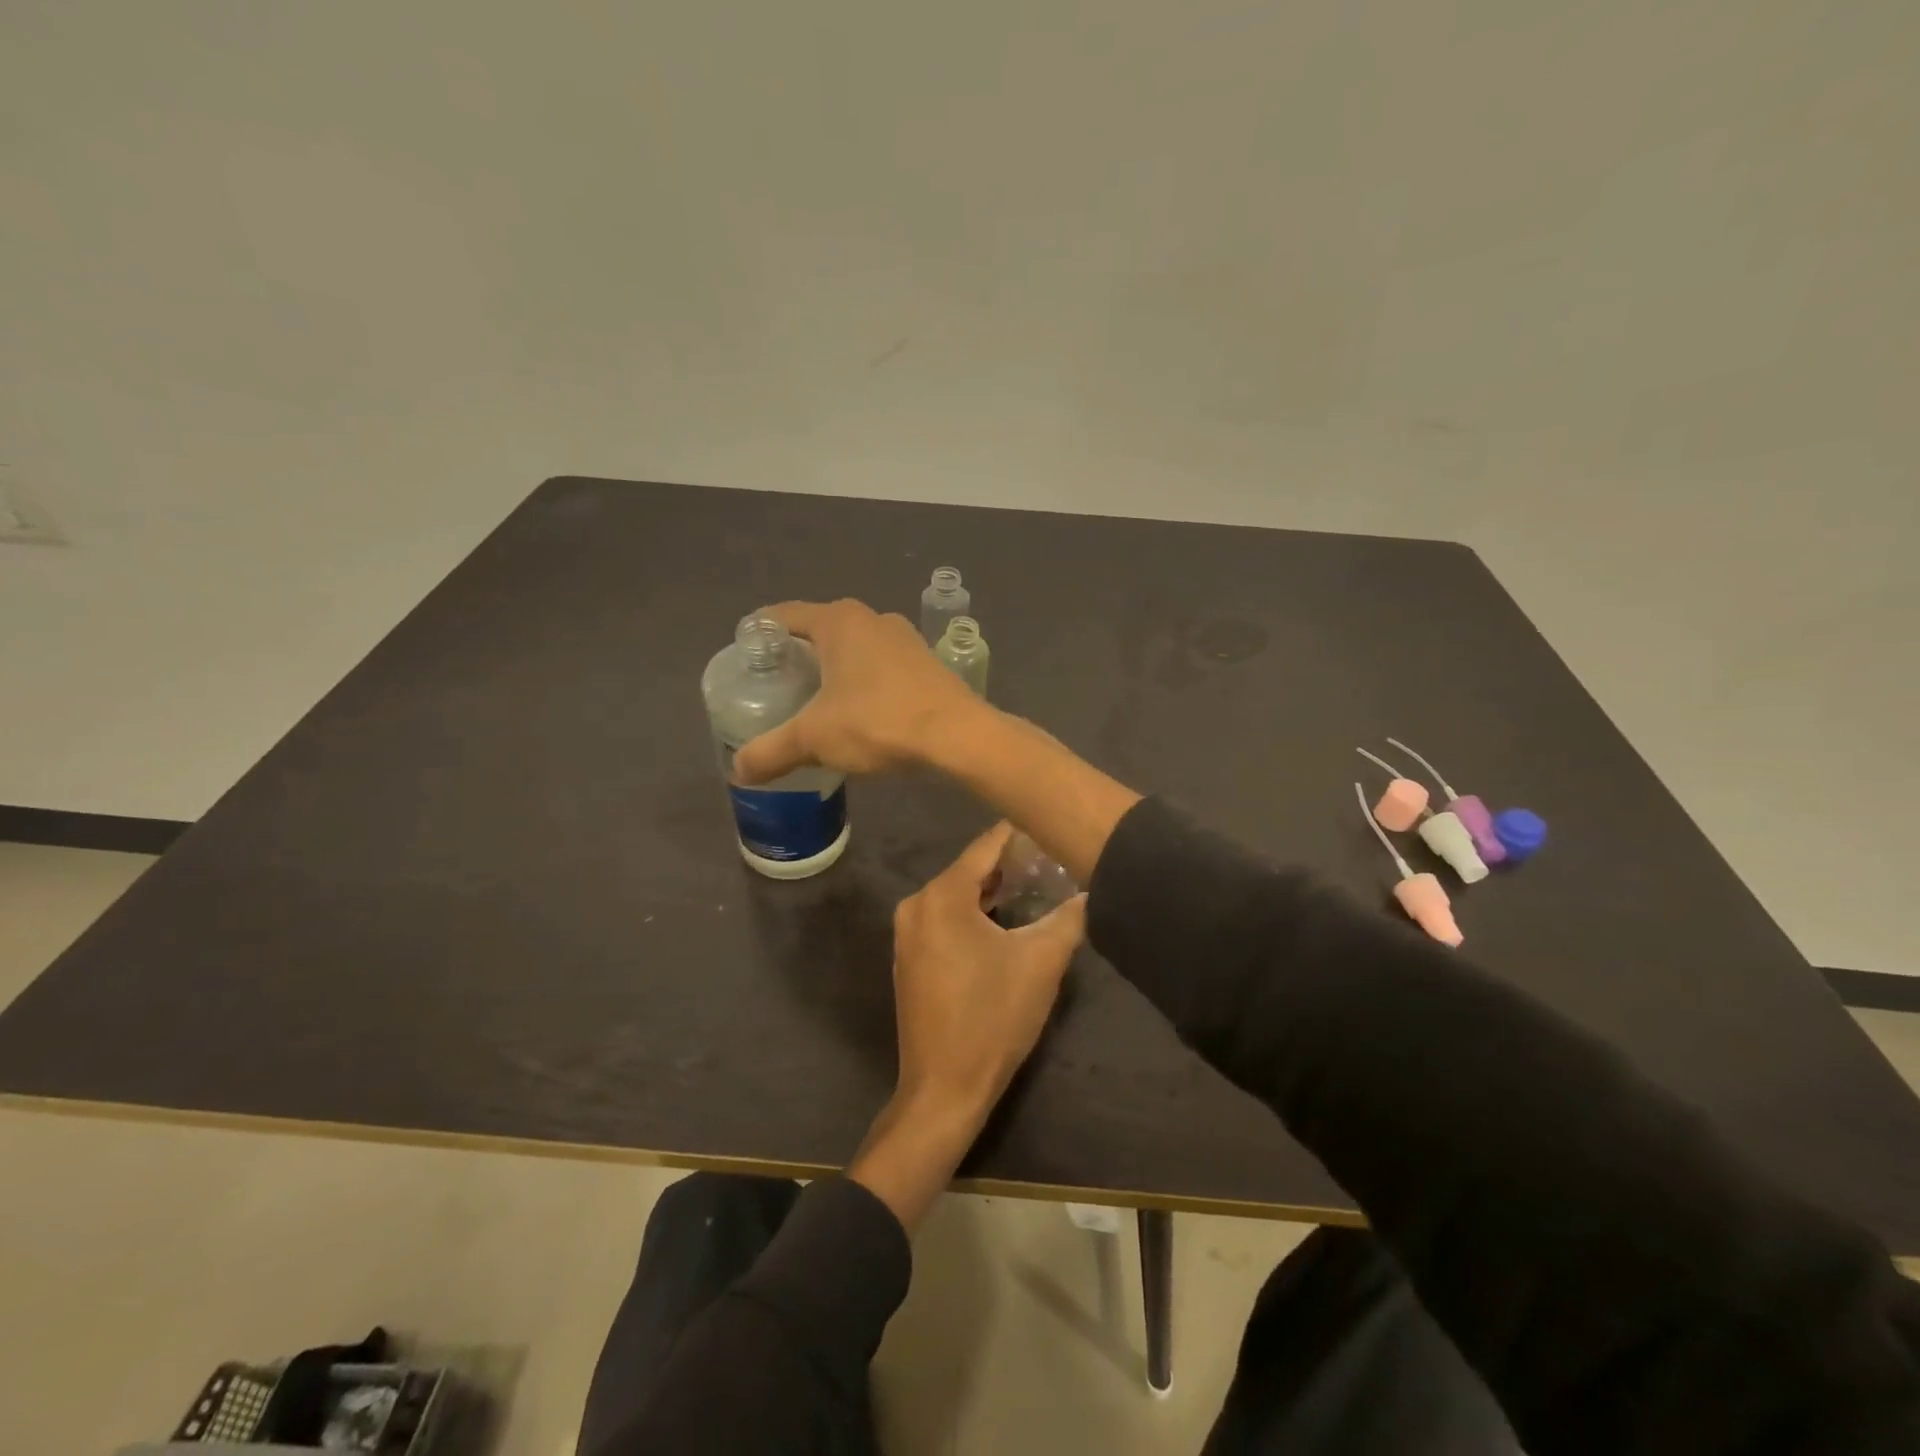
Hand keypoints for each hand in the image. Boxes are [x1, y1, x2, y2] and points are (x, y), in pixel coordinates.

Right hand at [732, 599, 986, 785]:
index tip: (746, 651)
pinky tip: (860, 708)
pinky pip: (883, 664)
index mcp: (839, 621)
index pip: (786, 615)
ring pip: (857, 647)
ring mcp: (905, 639)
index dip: (761, 630)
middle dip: (799, 652)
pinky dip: (865, 680)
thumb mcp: (815, 738)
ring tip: (816, 698)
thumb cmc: (878, 722)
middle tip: (777, 682)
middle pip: (822, 628)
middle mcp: (873, 619)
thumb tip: (738, 770)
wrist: (958, 735)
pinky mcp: (927, 662)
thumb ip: (772, 751)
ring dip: (836, 666)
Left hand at [891, 821, 1086, 1120]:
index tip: (1053, 825)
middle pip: (970, 869)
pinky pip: (945, 919)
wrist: (944, 1088)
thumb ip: (1069, 918)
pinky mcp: (909, 957)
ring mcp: (908, 933)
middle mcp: (916, 904)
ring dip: (993, 892)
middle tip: (1053, 861)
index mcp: (942, 896)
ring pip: (957, 895)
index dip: (1022, 834)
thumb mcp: (1042, 963)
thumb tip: (1093, 889)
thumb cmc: (993, 1018)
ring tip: (1037, 888)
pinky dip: (973, 914)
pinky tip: (1005, 922)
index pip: (987, 846)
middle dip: (1010, 865)